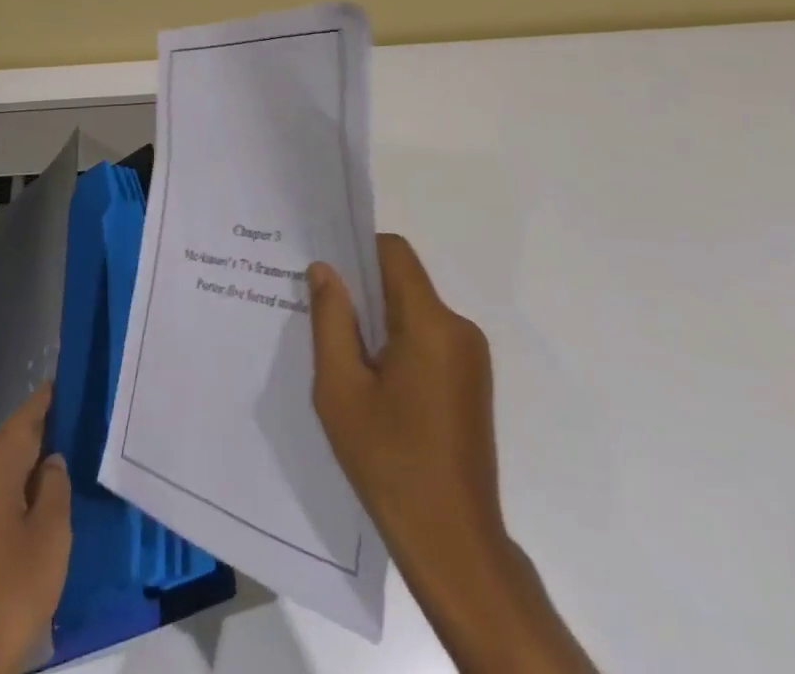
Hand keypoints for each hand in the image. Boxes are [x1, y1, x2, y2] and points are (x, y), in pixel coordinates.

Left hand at [0, 384, 71, 673]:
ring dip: (32, 458)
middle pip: (11, 441)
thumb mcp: (50, 534)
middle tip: (80, 414)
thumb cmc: (12, 590)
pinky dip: (20, 483)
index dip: (46, 399)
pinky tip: (44, 492)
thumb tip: (51, 462)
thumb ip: (54, 486)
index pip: (23, 420)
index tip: (68, 377)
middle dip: (43, 427)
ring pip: (3, 467)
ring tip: (70, 448)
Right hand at [310, 235, 595, 673]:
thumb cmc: (390, 463)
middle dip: (363, 291)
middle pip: (404, 281)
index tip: (326, 273)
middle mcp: (459, 328)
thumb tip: (325, 269)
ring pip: (415, 310)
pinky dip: (399, 344)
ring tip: (344, 357)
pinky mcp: (472, 381)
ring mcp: (471, 356)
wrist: (454, 544)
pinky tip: (374, 383)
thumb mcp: (340, 389)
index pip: (394, 252)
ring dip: (379, 321)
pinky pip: (429, 338)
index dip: (357, 250)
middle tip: (322, 315)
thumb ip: (331, 320)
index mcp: (430, 323)